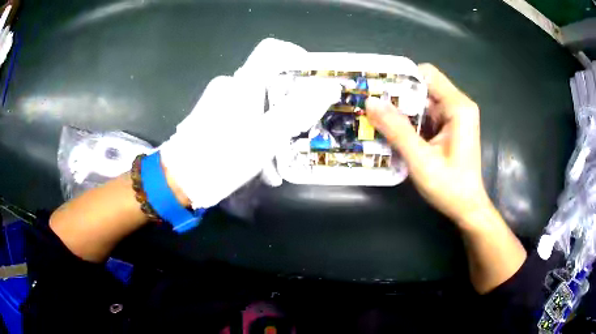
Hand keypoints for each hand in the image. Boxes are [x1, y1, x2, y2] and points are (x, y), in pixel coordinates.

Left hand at [160, 39, 340, 208]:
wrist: (178, 182)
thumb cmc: (222, 158)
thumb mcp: (266, 137)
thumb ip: (298, 109)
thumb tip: (329, 86)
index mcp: (243, 83)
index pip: (272, 50)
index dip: (296, 57)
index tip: (311, 80)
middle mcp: (230, 85)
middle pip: (269, 82)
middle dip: (288, 107)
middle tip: (296, 134)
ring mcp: (218, 101)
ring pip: (256, 104)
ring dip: (272, 128)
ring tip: (276, 163)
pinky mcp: (211, 116)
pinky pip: (241, 117)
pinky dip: (254, 134)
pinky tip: (258, 163)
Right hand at [366, 64, 490, 228]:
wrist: (467, 208)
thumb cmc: (450, 187)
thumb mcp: (421, 160)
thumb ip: (397, 129)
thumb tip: (370, 101)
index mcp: (458, 107)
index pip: (427, 74)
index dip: (402, 78)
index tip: (379, 89)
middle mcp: (459, 105)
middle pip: (424, 86)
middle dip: (399, 95)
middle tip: (373, 105)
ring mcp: (456, 115)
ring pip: (423, 100)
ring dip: (403, 109)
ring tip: (378, 117)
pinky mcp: (451, 126)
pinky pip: (427, 113)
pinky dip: (411, 120)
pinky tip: (395, 130)